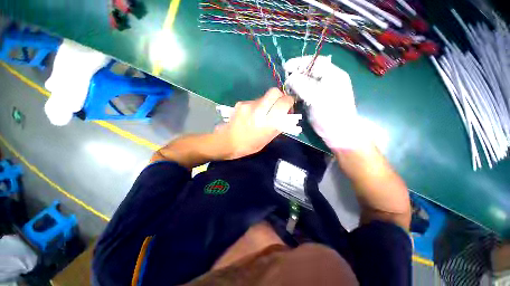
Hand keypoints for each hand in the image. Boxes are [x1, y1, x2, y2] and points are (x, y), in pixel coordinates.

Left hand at [215, 88, 294, 159]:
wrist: (226, 142)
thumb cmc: (248, 145)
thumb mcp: (267, 139)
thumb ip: (278, 127)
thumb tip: (285, 117)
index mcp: (267, 122)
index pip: (283, 103)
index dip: (289, 101)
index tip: (289, 105)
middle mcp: (258, 110)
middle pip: (274, 92)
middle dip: (280, 96)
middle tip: (279, 105)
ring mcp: (248, 105)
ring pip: (264, 97)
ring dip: (267, 103)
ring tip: (262, 114)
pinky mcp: (241, 103)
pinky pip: (254, 101)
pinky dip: (257, 106)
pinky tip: (252, 115)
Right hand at [284, 55, 368, 149]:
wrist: (336, 132)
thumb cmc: (330, 113)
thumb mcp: (316, 97)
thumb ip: (302, 85)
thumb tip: (290, 78)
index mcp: (333, 75)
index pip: (315, 62)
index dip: (300, 62)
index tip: (286, 67)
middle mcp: (327, 80)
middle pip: (310, 72)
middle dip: (297, 74)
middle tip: (286, 79)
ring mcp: (321, 90)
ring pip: (306, 82)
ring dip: (296, 84)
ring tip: (288, 88)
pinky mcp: (316, 99)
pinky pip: (305, 91)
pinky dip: (297, 92)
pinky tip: (292, 95)